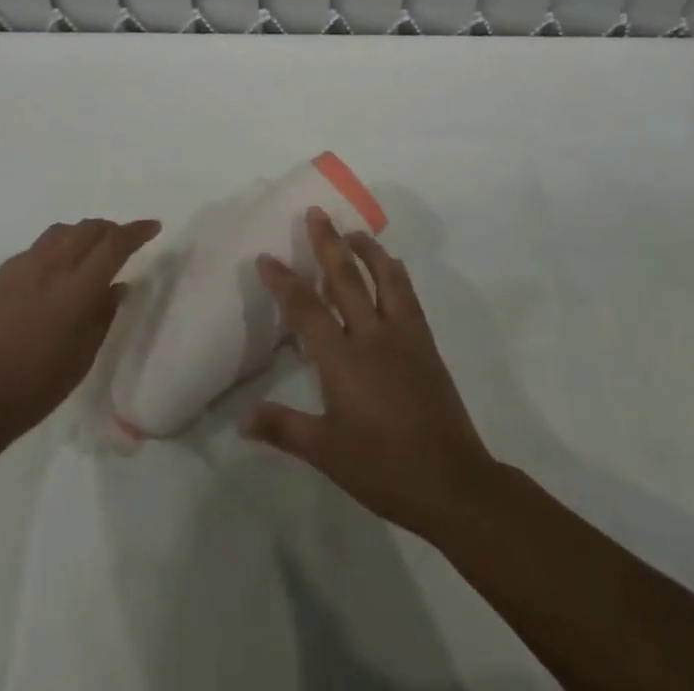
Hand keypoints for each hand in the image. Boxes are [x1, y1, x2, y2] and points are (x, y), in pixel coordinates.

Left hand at [0, 217, 159, 445]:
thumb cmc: (36, 386)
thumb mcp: (83, 356)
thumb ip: (104, 315)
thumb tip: (119, 286)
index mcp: (77, 288)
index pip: (115, 244)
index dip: (137, 231)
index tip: (153, 227)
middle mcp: (51, 266)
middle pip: (88, 229)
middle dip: (110, 230)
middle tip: (121, 242)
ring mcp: (21, 266)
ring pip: (60, 233)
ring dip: (81, 235)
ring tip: (87, 253)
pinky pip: (35, 249)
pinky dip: (54, 251)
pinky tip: (51, 275)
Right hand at [240, 207, 497, 537]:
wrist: (451, 482)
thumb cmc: (383, 468)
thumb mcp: (326, 453)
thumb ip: (283, 428)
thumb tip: (242, 420)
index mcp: (342, 360)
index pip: (306, 308)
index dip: (283, 281)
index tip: (266, 257)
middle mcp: (372, 336)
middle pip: (345, 278)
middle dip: (328, 242)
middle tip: (316, 212)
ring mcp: (403, 335)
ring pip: (384, 277)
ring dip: (367, 249)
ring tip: (353, 232)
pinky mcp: (425, 343)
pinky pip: (408, 296)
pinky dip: (396, 274)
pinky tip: (392, 267)